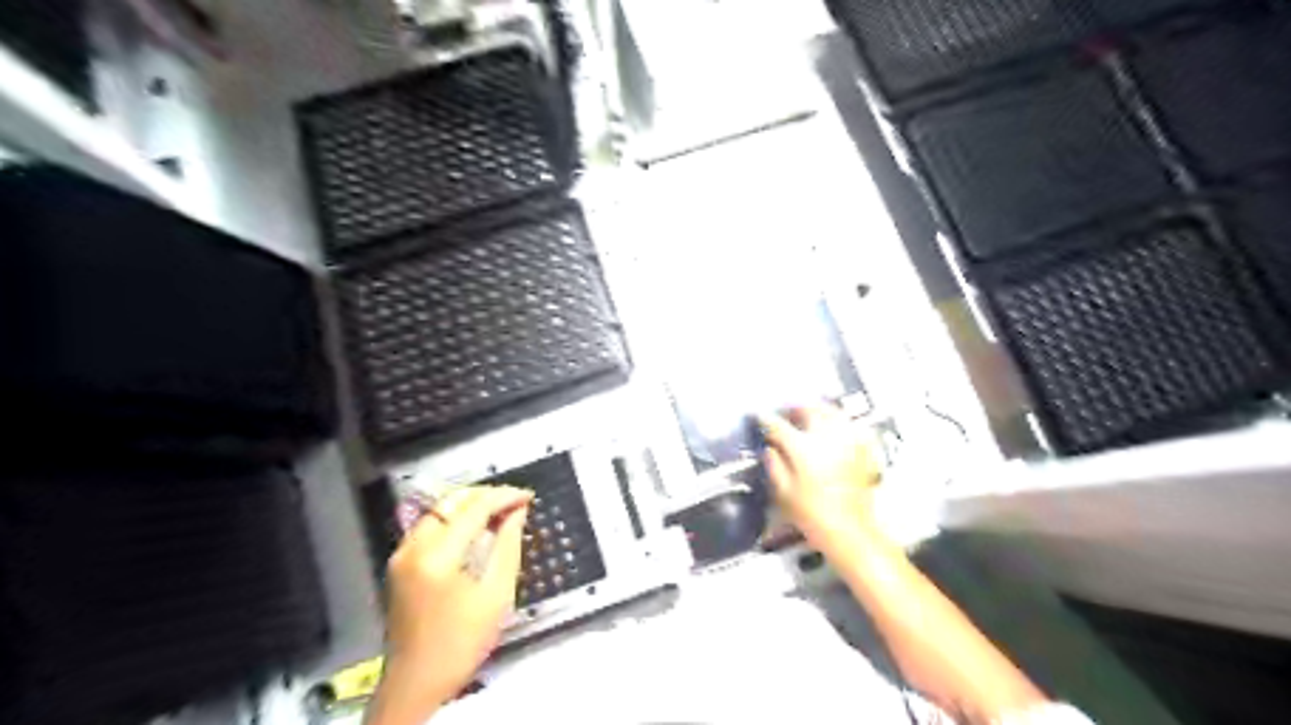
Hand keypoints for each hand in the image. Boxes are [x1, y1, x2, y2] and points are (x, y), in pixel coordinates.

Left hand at [369, 484, 534, 721]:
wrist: (416, 682)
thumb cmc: (462, 643)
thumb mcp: (496, 595)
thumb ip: (508, 546)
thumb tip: (517, 512)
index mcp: (437, 557)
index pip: (474, 509)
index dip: (504, 497)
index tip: (528, 496)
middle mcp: (413, 547)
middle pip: (451, 502)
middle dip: (486, 496)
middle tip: (515, 502)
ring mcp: (402, 554)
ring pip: (438, 510)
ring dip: (469, 504)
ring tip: (500, 511)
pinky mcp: (400, 563)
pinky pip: (429, 525)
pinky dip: (454, 518)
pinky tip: (475, 527)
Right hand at [759, 404, 882, 550]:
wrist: (850, 531)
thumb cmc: (812, 514)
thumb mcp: (783, 492)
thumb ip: (774, 464)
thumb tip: (770, 448)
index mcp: (802, 447)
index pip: (778, 425)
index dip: (765, 419)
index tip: (758, 416)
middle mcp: (826, 437)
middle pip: (809, 409)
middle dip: (795, 408)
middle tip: (785, 414)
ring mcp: (847, 441)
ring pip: (831, 412)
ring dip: (817, 410)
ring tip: (808, 416)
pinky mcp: (862, 449)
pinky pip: (849, 425)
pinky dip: (838, 422)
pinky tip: (832, 429)